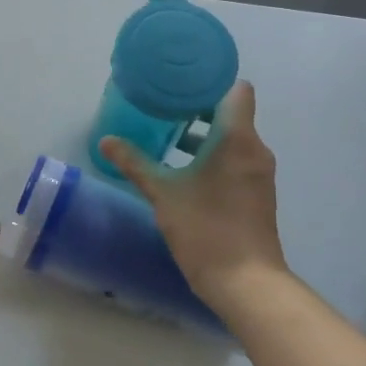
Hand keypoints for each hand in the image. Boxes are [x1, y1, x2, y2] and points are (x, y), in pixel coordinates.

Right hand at [98, 81, 290, 310]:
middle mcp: (255, 149)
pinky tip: (185, 172)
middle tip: (164, 110)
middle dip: (199, 110)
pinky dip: (215, 157)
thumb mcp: (163, 193)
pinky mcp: (257, 194)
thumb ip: (135, 163)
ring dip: (205, 137)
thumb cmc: (205, 228)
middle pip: (232, 113)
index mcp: (237, 138)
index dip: (211, 82)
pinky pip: (237, 160)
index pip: (236, 90)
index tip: (181, 86)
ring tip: (169, 140)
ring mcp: (259, 174)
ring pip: (234, 139)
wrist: (246, 283)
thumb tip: (107, 140)